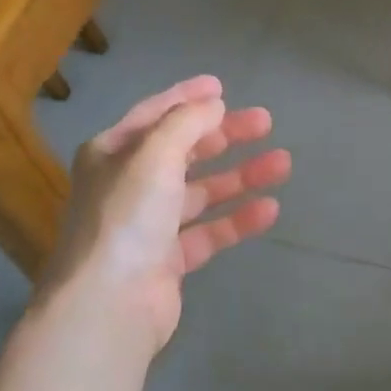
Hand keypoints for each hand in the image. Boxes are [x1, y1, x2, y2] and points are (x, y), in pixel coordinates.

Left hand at [44, 76, 290, 352]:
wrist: (108, 304)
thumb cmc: (127, 216)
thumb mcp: (155, 154)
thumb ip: (187, 123)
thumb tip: (213, 104)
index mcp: (112, 153)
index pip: (154, 113)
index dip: (188, 97)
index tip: (223, 86)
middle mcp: (127, 185)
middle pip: (184, 151)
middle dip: (224, 135)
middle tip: (265, 123)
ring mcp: (148, 224)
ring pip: (201, 191)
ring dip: (240, 176)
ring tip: (282, 163)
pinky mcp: (168, 260)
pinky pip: (209, 231)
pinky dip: (237, 218)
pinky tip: (269, 209)